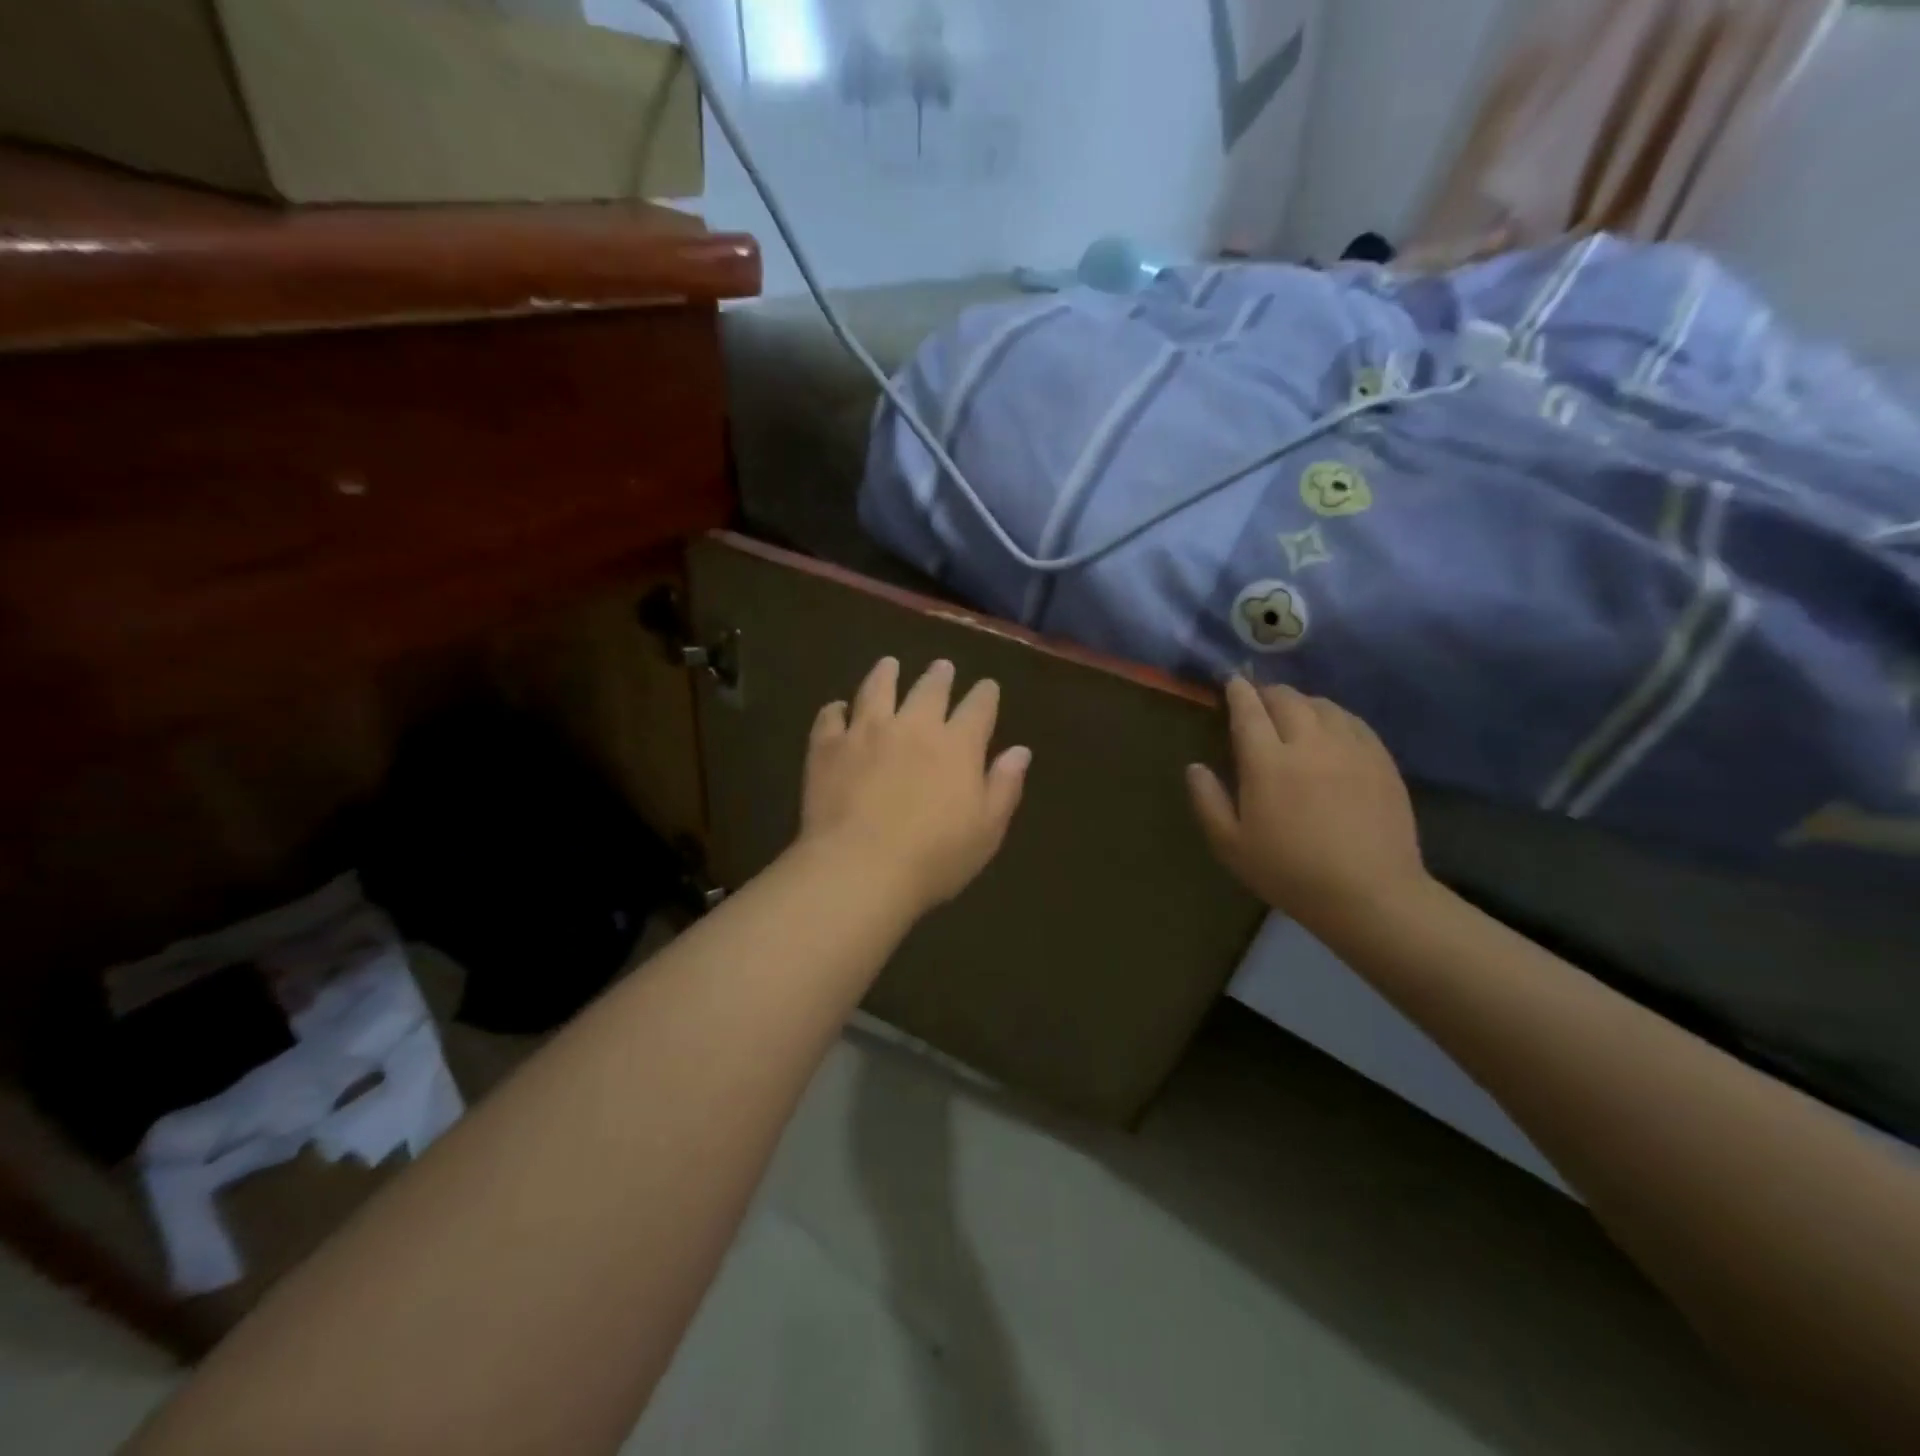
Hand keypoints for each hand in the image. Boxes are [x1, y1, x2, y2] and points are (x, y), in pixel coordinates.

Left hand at [799, 657, 1031, 915]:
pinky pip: (831, 717)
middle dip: (939, 676)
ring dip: (886, 674)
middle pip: (929, 689)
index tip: (987, 687)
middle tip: (942, 667)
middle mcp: (914, 726)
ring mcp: (866, 731)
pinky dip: (836, 710)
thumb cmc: (934, 858)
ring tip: (889, 665)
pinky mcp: (828, 746)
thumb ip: (1004, 786)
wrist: (860, 868)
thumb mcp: (986, 830)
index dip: (985, 695)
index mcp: (958, 745)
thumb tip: (1020, 751)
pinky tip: (838, 709)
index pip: (978, 708)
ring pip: (878, 689)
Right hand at [1187, 678, 1428, 927]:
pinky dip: (1334, 715)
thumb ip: (1207, 801)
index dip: (1238, 692)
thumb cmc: (1290, 872)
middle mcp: (1309, 743)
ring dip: (1301, 702)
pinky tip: (1331, 728)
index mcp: (1267, 762)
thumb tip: (1195, 767)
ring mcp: (1350, 748)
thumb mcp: (1231, 845)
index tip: (1231, 682)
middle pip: (1287, 699)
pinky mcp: (1381, 760)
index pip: (1249, 711)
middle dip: (1268, 692)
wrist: (1369, 894)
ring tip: (1293, 712)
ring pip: (1322, 705)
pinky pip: (1353, 721)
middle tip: (1258, 699)